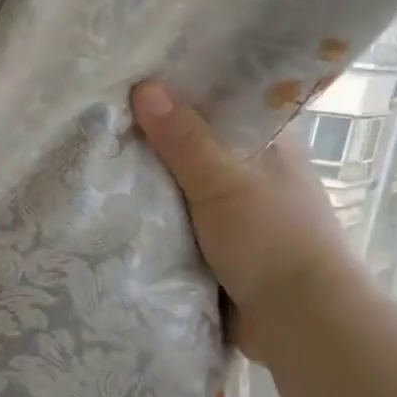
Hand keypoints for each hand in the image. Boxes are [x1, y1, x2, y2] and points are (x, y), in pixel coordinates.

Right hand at [130, 80, 369, 361]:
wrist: (298, 321)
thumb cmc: (270, 239)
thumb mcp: (222, 182)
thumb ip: (183, 139)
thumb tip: (144, 85)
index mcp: (269, 143)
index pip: (224, 100)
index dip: (184, 86)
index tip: (137, 75)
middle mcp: (254, 170)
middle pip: (197, 141)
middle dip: (156, 134)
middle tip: (102, 114)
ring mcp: (238, 209)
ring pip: (185, 182)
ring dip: (152, 177)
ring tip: (98, 152)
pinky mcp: (221, 244)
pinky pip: (179, 218)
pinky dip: (155, 213)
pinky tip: (117, 203)